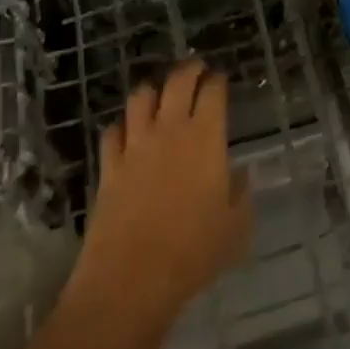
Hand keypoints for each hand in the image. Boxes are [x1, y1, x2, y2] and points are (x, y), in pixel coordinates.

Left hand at [73, 61, 252, 323]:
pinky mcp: (108, 167)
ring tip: (159, 93)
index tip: (221, 79)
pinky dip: (122, 126)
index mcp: (206, 138)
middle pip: (176, 82)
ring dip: (152, 90)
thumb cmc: (194, 252)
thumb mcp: (237, 226)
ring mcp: (135, 147)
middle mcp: (170, 131)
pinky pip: (112, 133)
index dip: (218, 80)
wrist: (131, 279)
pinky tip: (127, 133)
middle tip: (196, 68)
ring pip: (140, 99)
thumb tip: (238, 175)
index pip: (212, 92)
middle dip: (188, 69)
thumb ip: (241, 193)